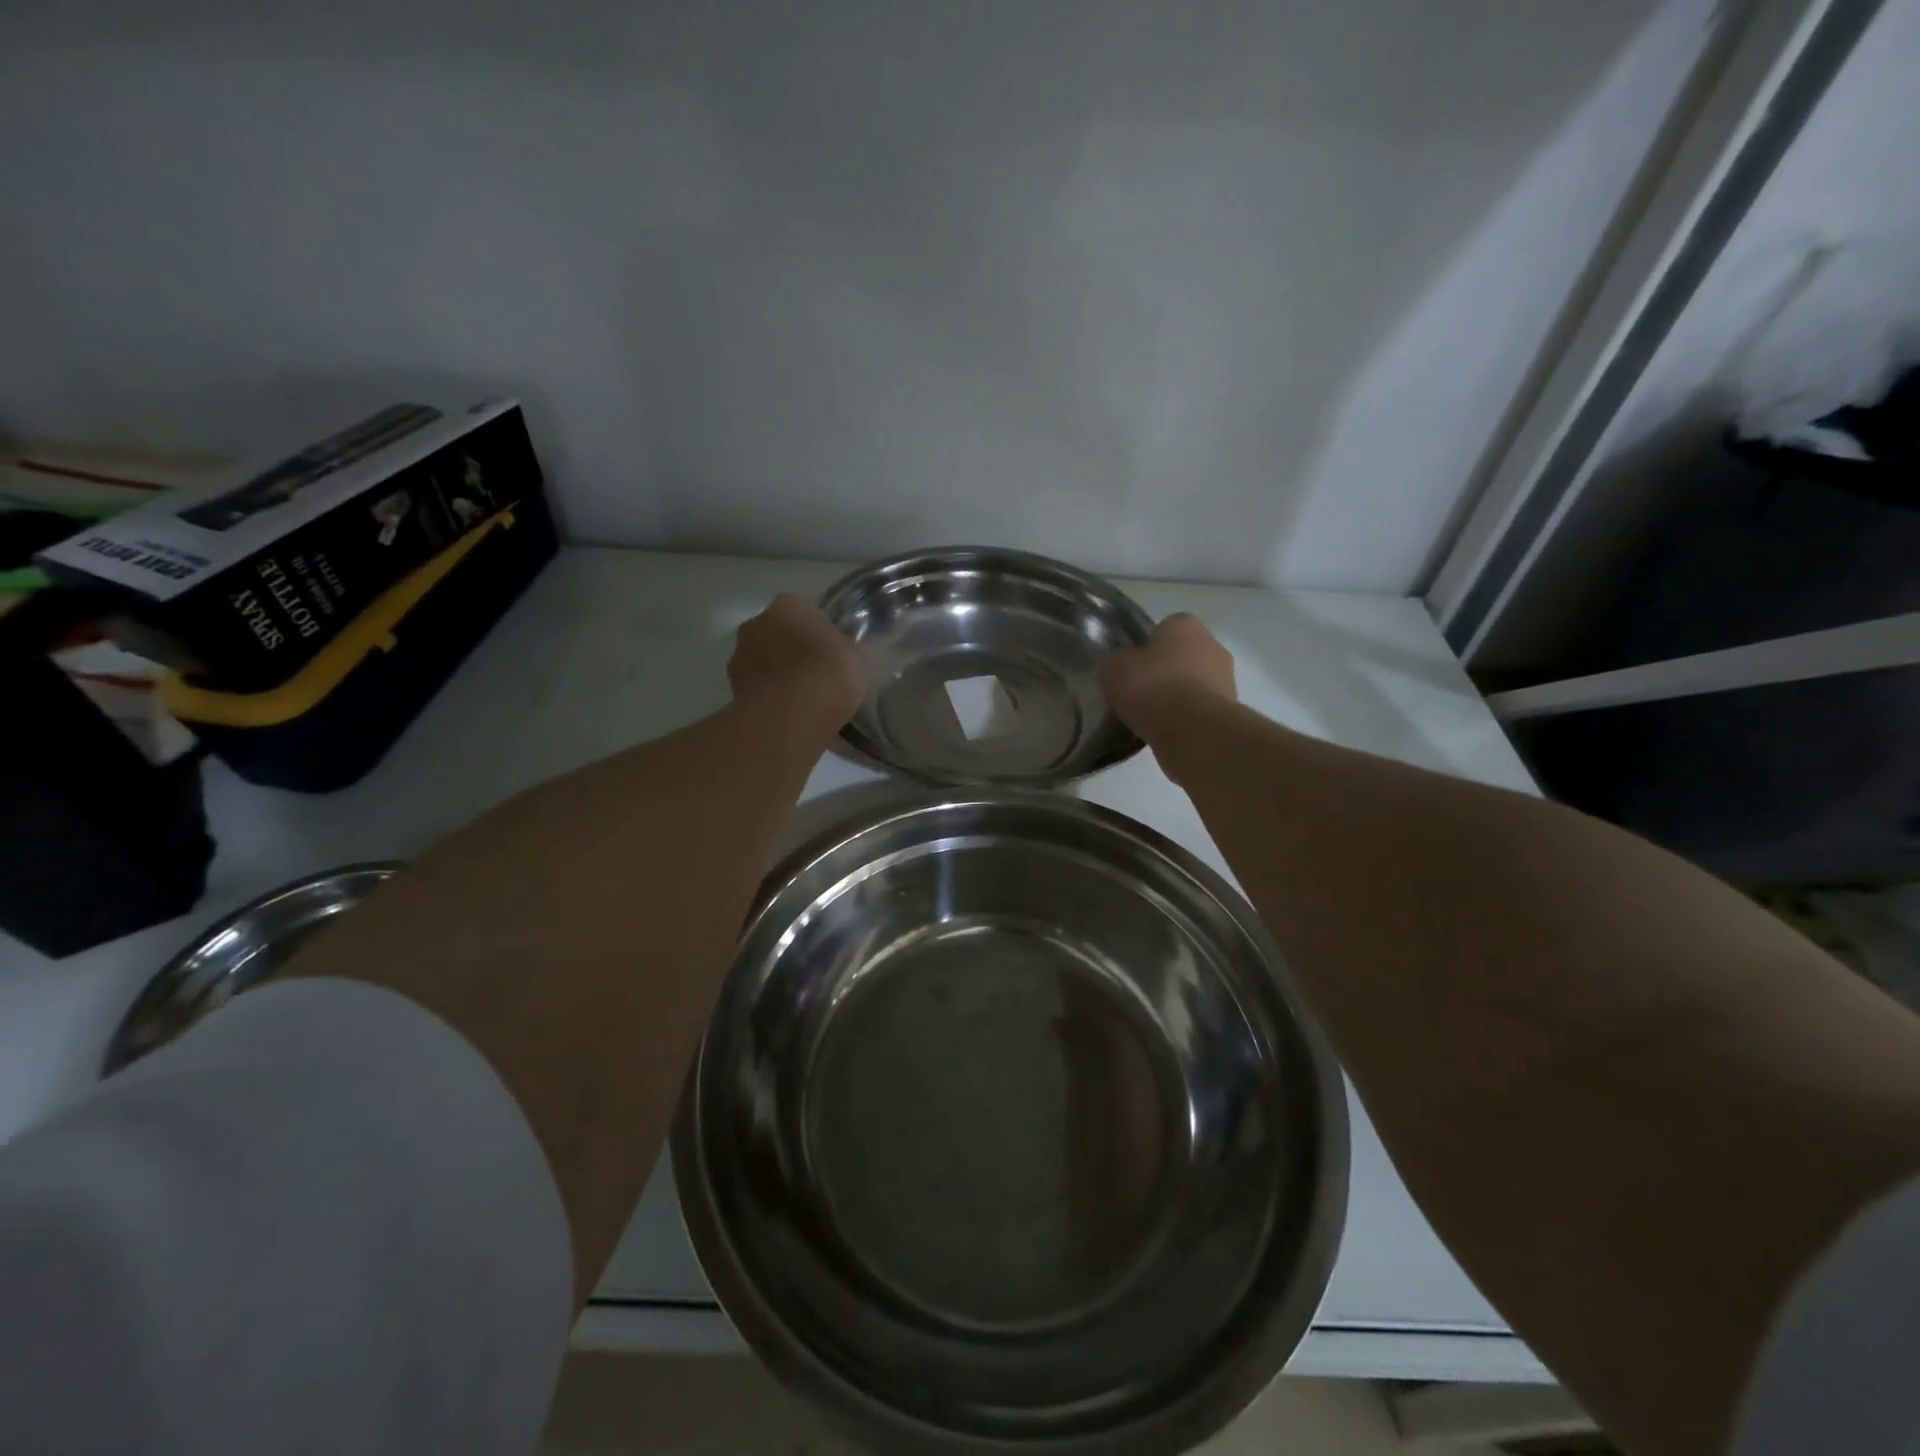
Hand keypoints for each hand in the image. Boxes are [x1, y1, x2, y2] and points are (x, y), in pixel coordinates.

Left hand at [728, 594, 866, 728]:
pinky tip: (787, 715)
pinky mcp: (732, 688)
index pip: (804, 611)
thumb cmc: (829, 672)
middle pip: (777, 634)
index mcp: (789, 605)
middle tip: (814, 675)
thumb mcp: (857, 656)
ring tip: (800, 701)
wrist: (792, 713)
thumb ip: (845, 649)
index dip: (818, 633)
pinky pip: (756, 689)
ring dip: (776, 675)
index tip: (830, 654)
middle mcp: (757, 622)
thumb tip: (843, 653)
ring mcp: (739, 656)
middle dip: (791, 651)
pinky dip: (768, 698)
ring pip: (762, 661)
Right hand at [1100, 613, 1235, 732]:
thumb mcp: (1114, 669)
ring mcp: (1227, 677)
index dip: (1147, 648)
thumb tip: (1122, 665)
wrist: (1191, 730)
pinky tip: (1170, 731)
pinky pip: (1201, 708)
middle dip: (1166, 671)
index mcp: (1184, 624)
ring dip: (1180, 695)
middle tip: (1142, 693)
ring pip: (1195, 682)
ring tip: (1154, 717)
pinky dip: (1189, 717)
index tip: (1134, 669)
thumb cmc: (1151, 687)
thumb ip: (1117, 661)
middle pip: (1183, 655)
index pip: (1164, 628)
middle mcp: (1212, 643)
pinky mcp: (1231, 709)